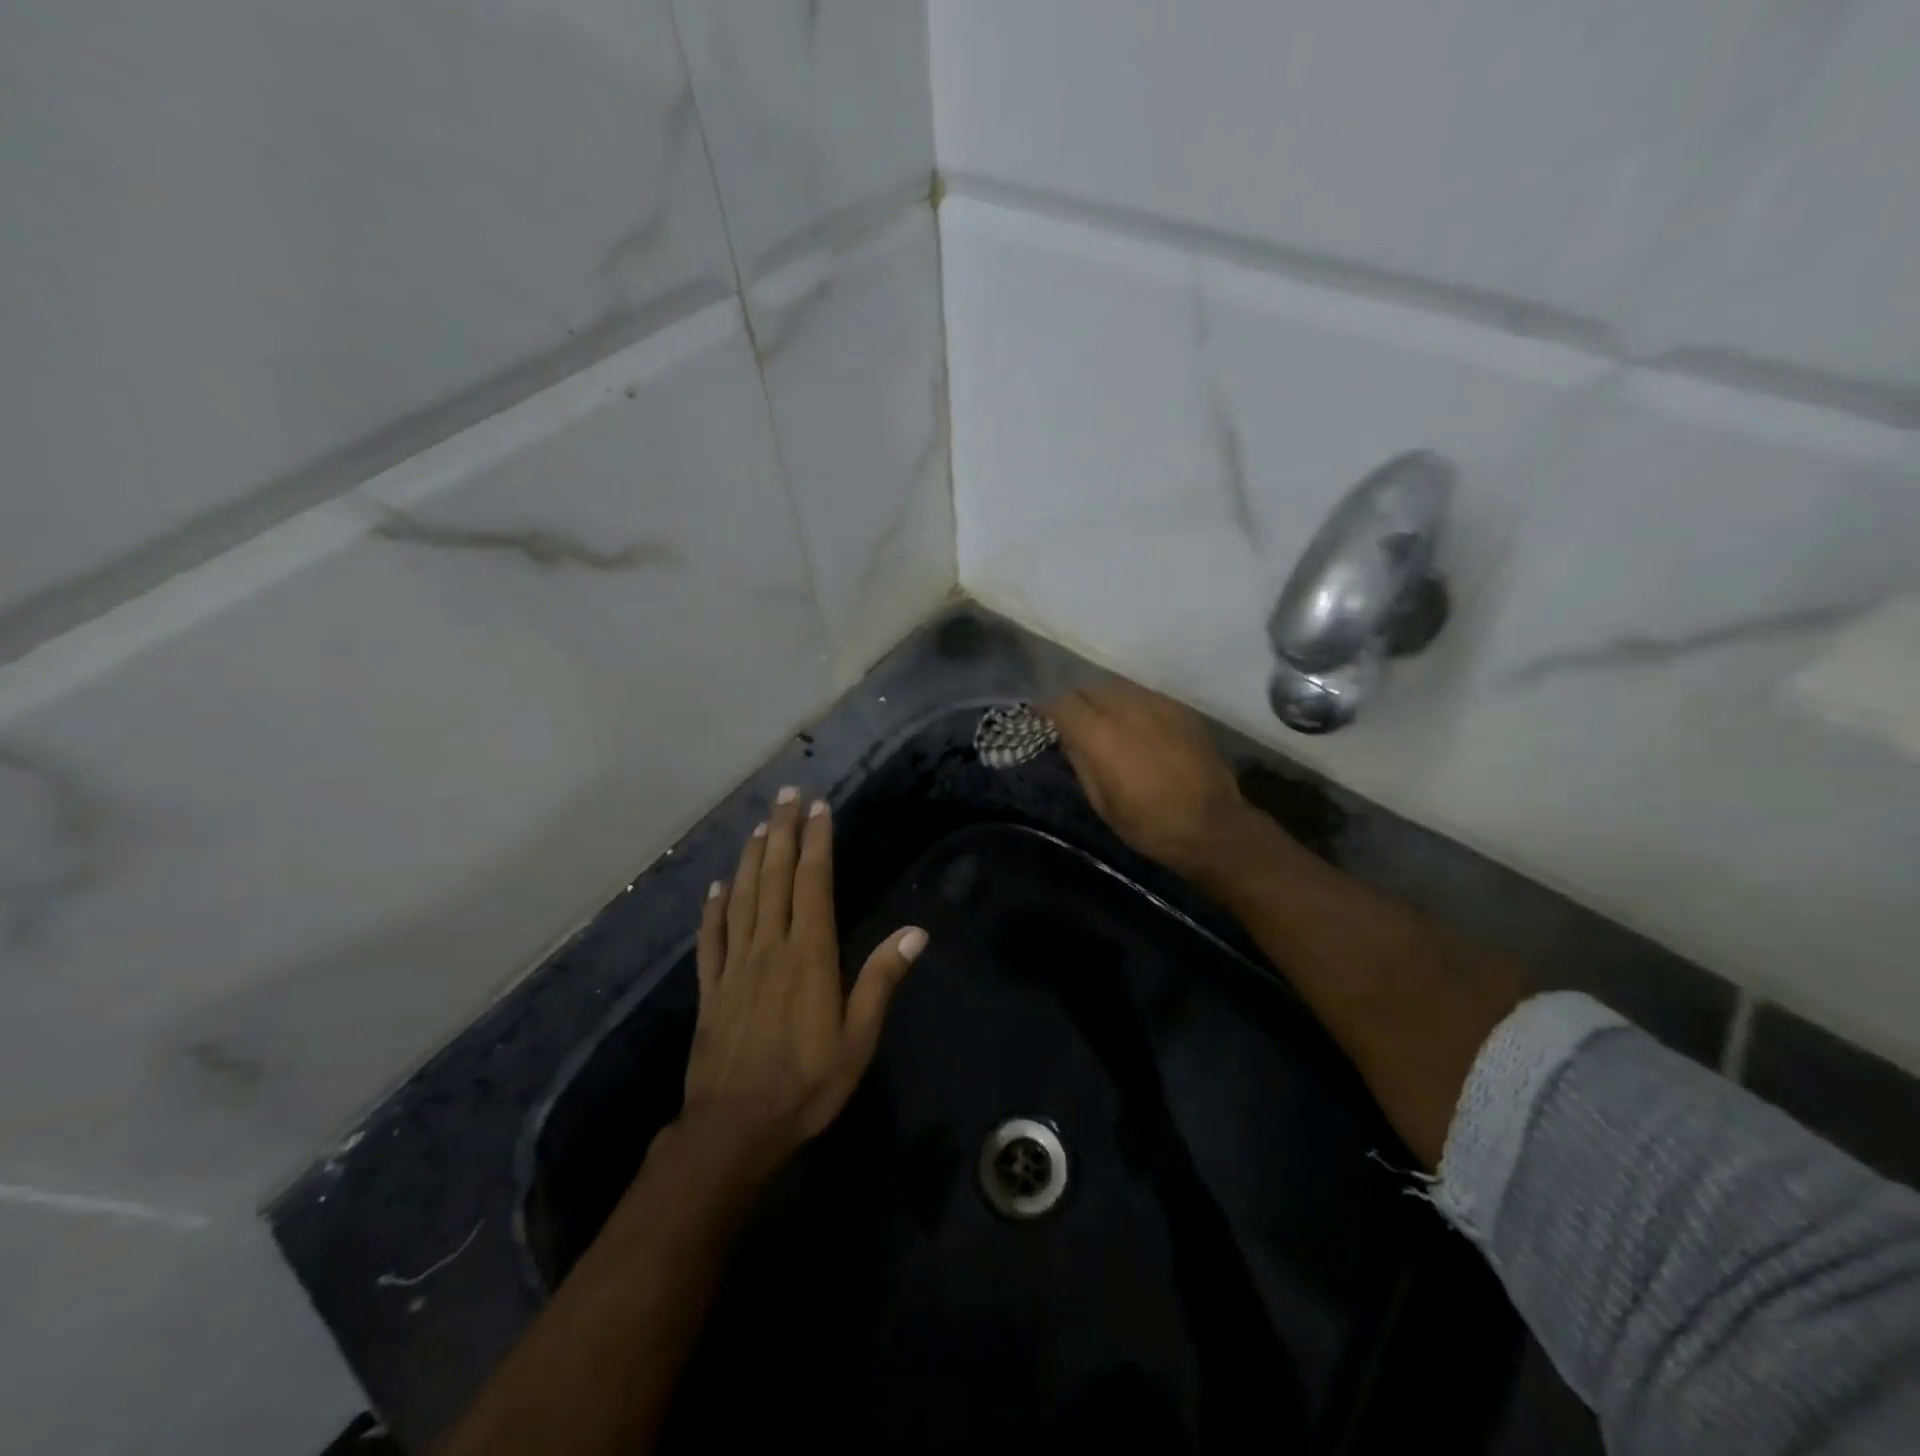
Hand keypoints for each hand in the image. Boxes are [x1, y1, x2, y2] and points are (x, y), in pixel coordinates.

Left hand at [680, 787, 926, 1171]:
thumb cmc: (805, 1084)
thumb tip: (916, 933)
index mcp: (808, 955)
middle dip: (782, 832)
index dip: (816, 843)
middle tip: (786, 795)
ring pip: (741, 897)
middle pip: (774, 878)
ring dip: (750, 857)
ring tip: (759, 825)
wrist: (734, 1129)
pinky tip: (716, 887)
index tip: (820, 809)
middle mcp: (769, 947)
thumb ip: (881, 981)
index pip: (812, 884)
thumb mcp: (857, 1040)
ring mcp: (735, 965)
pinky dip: (713, 908)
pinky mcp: (710, 988)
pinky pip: (711, 937)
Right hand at [1044, 681, 1265, 886]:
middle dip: (1076, 702)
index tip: (1042, 718)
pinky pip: (1144, 695)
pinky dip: (1131, 705)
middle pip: (1089, 689)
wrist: (1212, 825)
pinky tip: (1137, 727)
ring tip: (1105, 723)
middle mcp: (1126, 709)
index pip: (1063, 703)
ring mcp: (1156, 704)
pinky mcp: (1179, 708)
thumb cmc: (1149, 824)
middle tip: (1073, 723)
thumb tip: (1069, 738)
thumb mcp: (1102, 802)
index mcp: (1100, 735)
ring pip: (1117, 687)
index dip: (1048, 709)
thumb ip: (1082, 762)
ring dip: (1104, 701)